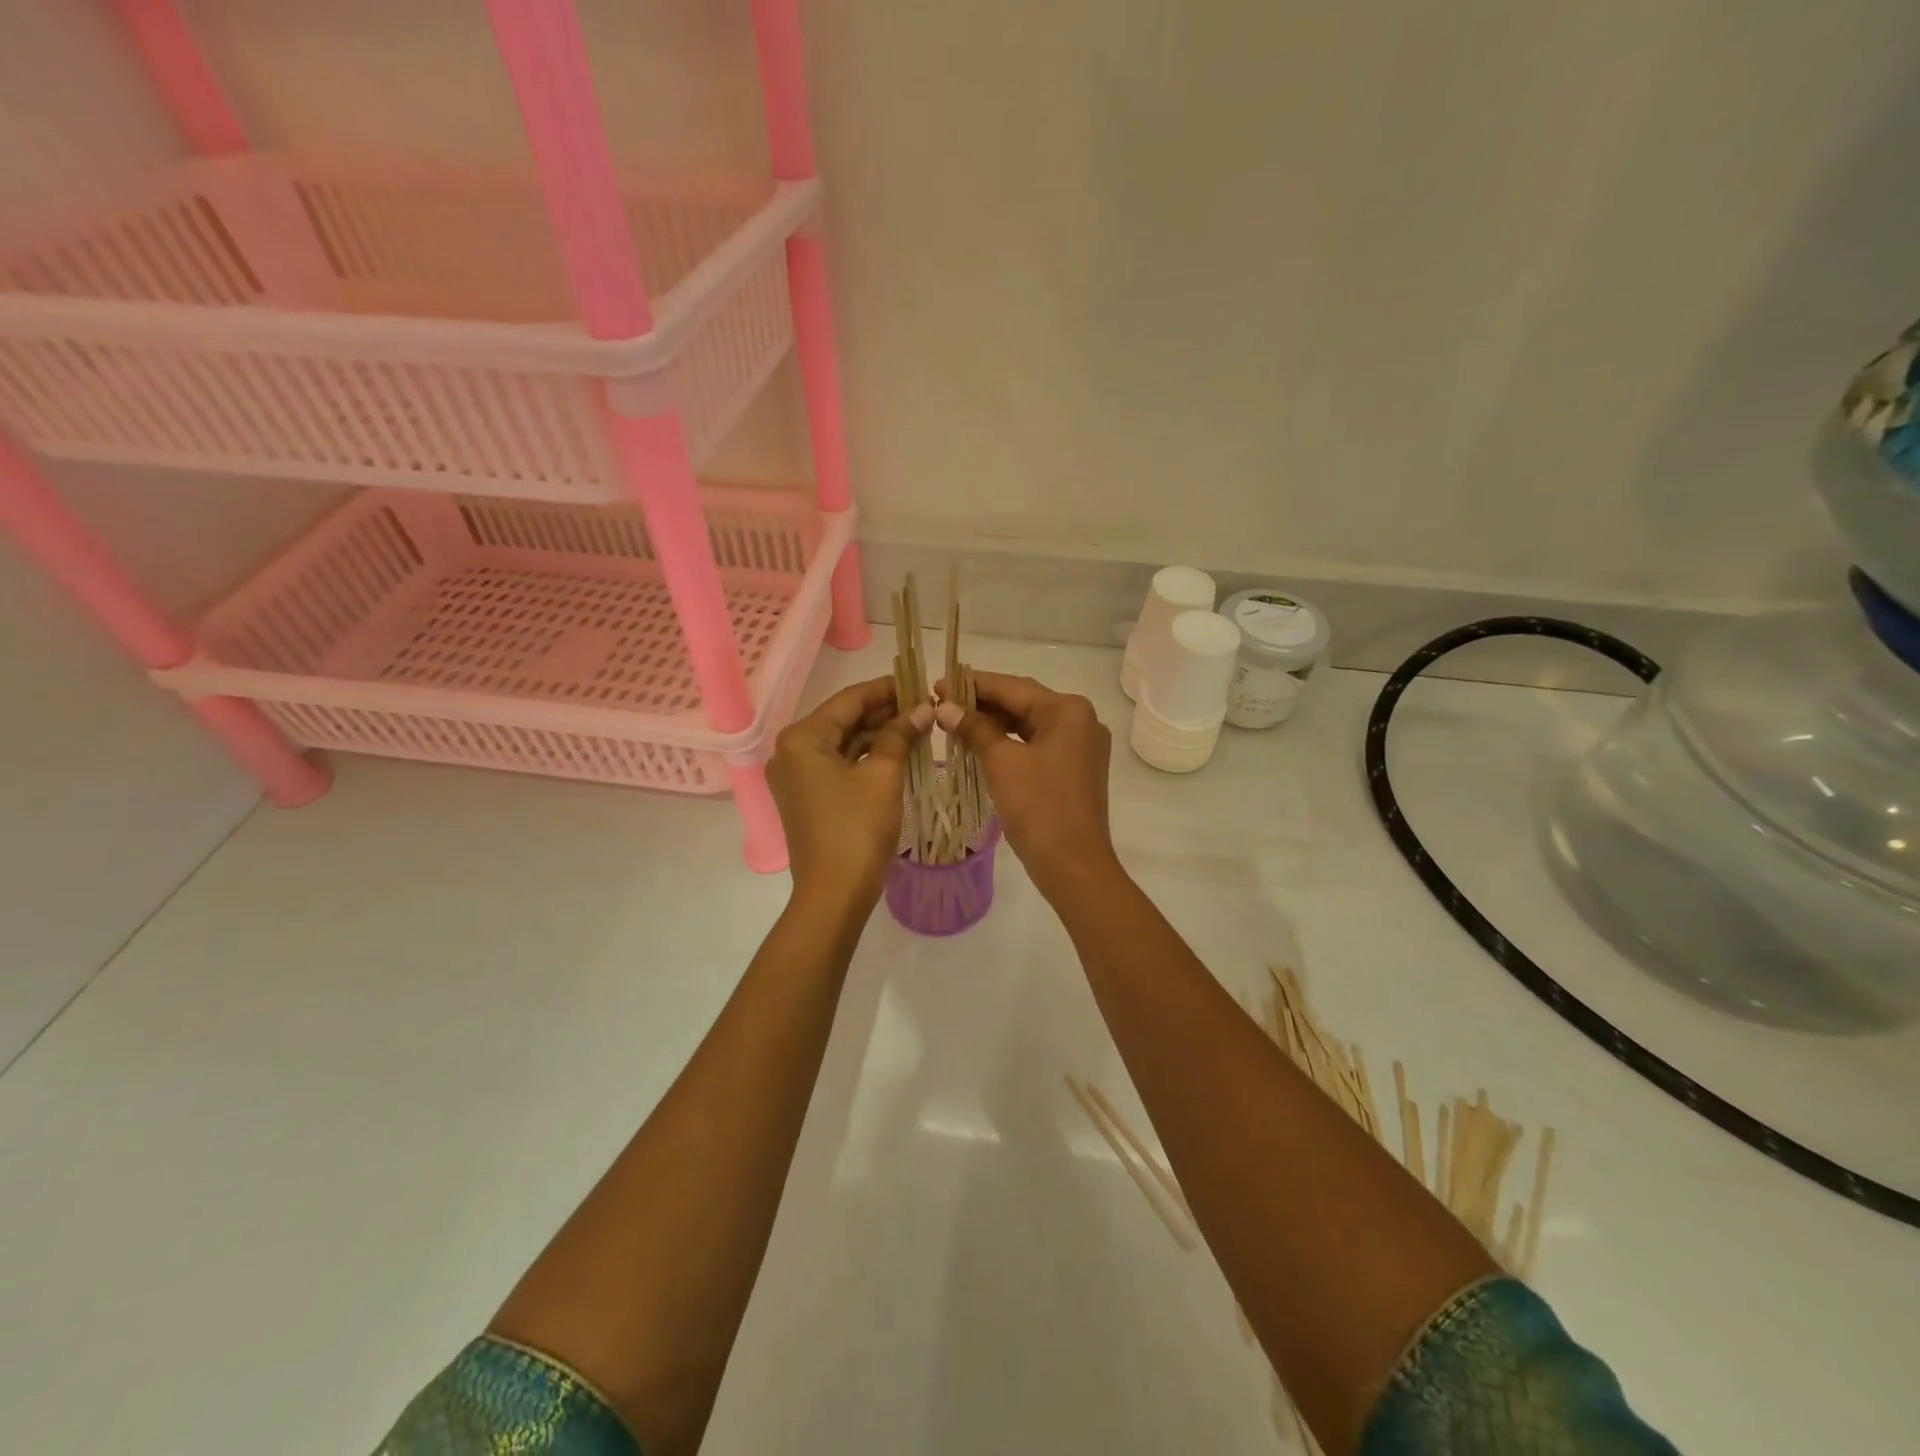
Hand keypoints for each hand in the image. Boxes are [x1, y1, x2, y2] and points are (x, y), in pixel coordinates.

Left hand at [768, 677, 932, 910]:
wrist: (834, 893)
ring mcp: (797, 776)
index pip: (849, 700)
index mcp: (802, 738)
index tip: (919, 682)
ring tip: (918, 726)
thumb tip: (923, 708)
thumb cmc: (857, 829)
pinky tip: (898, 751)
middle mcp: (791, 751)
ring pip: (843, 743)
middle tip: (924, 706)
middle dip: (884, 712)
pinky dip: (867, 757)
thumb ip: (901, 734)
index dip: (887, 689)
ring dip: (878, 734)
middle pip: (844, 720)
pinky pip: (839, 764)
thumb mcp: (884, 775)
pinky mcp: (807, 796)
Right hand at [935, 671, 1119, 898]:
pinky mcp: (1074, 769)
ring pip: (1029, 724)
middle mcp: (1081, 721)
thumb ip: (974, 728)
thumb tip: (944, 707)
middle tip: (941, 703)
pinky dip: (1009, 742)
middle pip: (1023, 703)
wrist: (1073, 865)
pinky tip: (980, 744)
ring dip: (993, 723)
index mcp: (1069, 711)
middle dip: (982, 703)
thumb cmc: (1039, 807)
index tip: (937, 684)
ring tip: (954, 722)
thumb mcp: (1002, 762)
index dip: (973, 685)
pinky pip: (1036, 745)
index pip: (1013, 687)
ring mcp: (1080, 747)